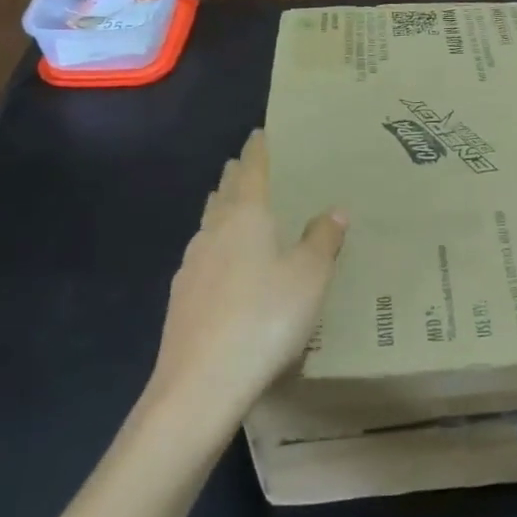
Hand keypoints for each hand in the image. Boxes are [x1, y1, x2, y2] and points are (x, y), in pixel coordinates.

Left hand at [148, 130, 346, 429]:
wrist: (201, 383)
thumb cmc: (265, 318)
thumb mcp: (310, 277)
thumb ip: (323, 240)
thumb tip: (334, 211)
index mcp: (245, 216)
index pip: (252, 170)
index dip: (258, 150)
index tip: (260, 133)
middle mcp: (213, 232)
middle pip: (225, 192)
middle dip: (237, 176)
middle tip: (250, 166)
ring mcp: (192, 265)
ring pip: (209, 223)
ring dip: (223, 209)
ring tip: (237, 208)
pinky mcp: (182, 298)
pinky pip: (203, 255)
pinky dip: (217, 245)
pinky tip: (225, 266)